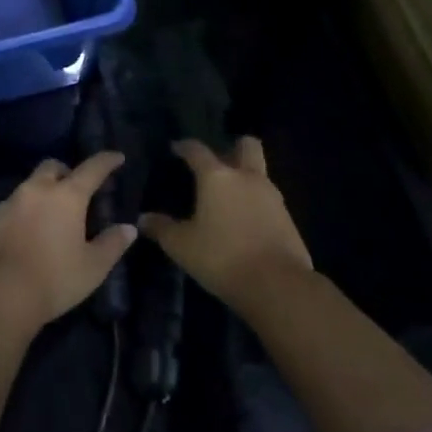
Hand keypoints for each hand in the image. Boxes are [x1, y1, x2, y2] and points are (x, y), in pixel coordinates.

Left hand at [0, 152, 137, 330]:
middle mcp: (37, 189)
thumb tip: (128, 228)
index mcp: (66, 196)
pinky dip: (24, 211)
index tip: (116, 157)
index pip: (91, 169)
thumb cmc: (54, 279)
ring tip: (51, 216)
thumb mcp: (93, 267)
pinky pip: (13, 205)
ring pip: (30, 185)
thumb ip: (112, 244)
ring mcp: (10, 201)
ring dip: (43, 192)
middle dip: (66, 172)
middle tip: (76, 191)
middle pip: (53, 166)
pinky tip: (27, 233)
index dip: (106, 161)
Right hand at [139, 138, 311, 310]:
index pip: (197, 150)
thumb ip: (162, 228)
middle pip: (246, 146)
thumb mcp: (182, 246)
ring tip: (229, 198)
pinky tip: (246, 223)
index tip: (176, 148)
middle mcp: (246, 177)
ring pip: (260, 173)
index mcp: (217, 177)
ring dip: (246, 178)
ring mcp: (272, 196)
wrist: (278, 286)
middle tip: (218, 164)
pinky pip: (269, 200)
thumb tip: (142, 219)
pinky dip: (257, 204)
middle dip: (233, 148)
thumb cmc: (222, 258)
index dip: (184, 146)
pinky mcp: (288, 219)